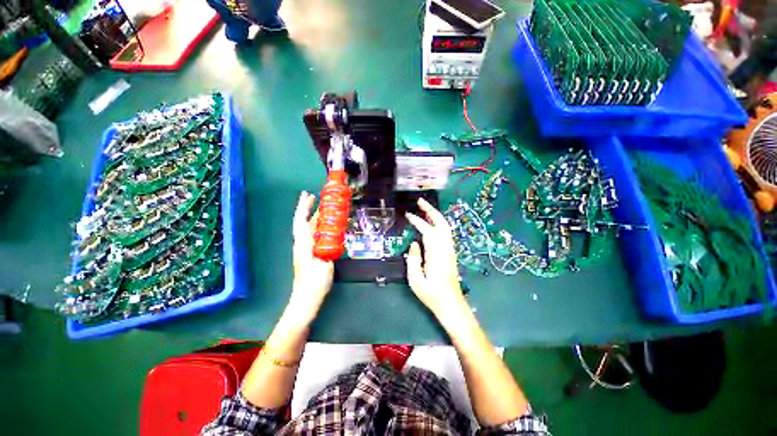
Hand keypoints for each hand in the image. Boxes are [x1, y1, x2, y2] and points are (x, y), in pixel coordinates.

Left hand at [288, 192, 333, 321]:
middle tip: (314, 196)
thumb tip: (333, 238)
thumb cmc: (314, 284)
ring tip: (321, 208)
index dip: (304, 207)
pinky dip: (316, 226)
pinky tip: (324, 226)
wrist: (305, 300)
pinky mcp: (308, 254)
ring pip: (307, 228)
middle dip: (306, 208)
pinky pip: (312, 235)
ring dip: (312, 216)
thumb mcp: (325, 266)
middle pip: (302, 222)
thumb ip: (329, 251)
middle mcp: (301, 244)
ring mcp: (304, 249)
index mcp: (304, 245)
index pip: (301, 222)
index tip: (308, 195)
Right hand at [405, 198, 465, 316]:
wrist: (451, 304)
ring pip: (445, 227)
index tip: (409, 214)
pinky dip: (438, 223)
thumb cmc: (432, 294)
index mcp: (436, 254)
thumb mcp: (416, 280)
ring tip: (424, 208)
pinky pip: (446, 233)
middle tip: (420, 201)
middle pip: (441, 224)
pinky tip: (432, 223)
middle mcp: (446, 248)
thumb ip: (414, 259)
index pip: (428, 231)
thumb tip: (415, 243)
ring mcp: (450, 250)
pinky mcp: (451, 252)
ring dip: (435, 215)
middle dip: (431, 210)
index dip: (418, 221)